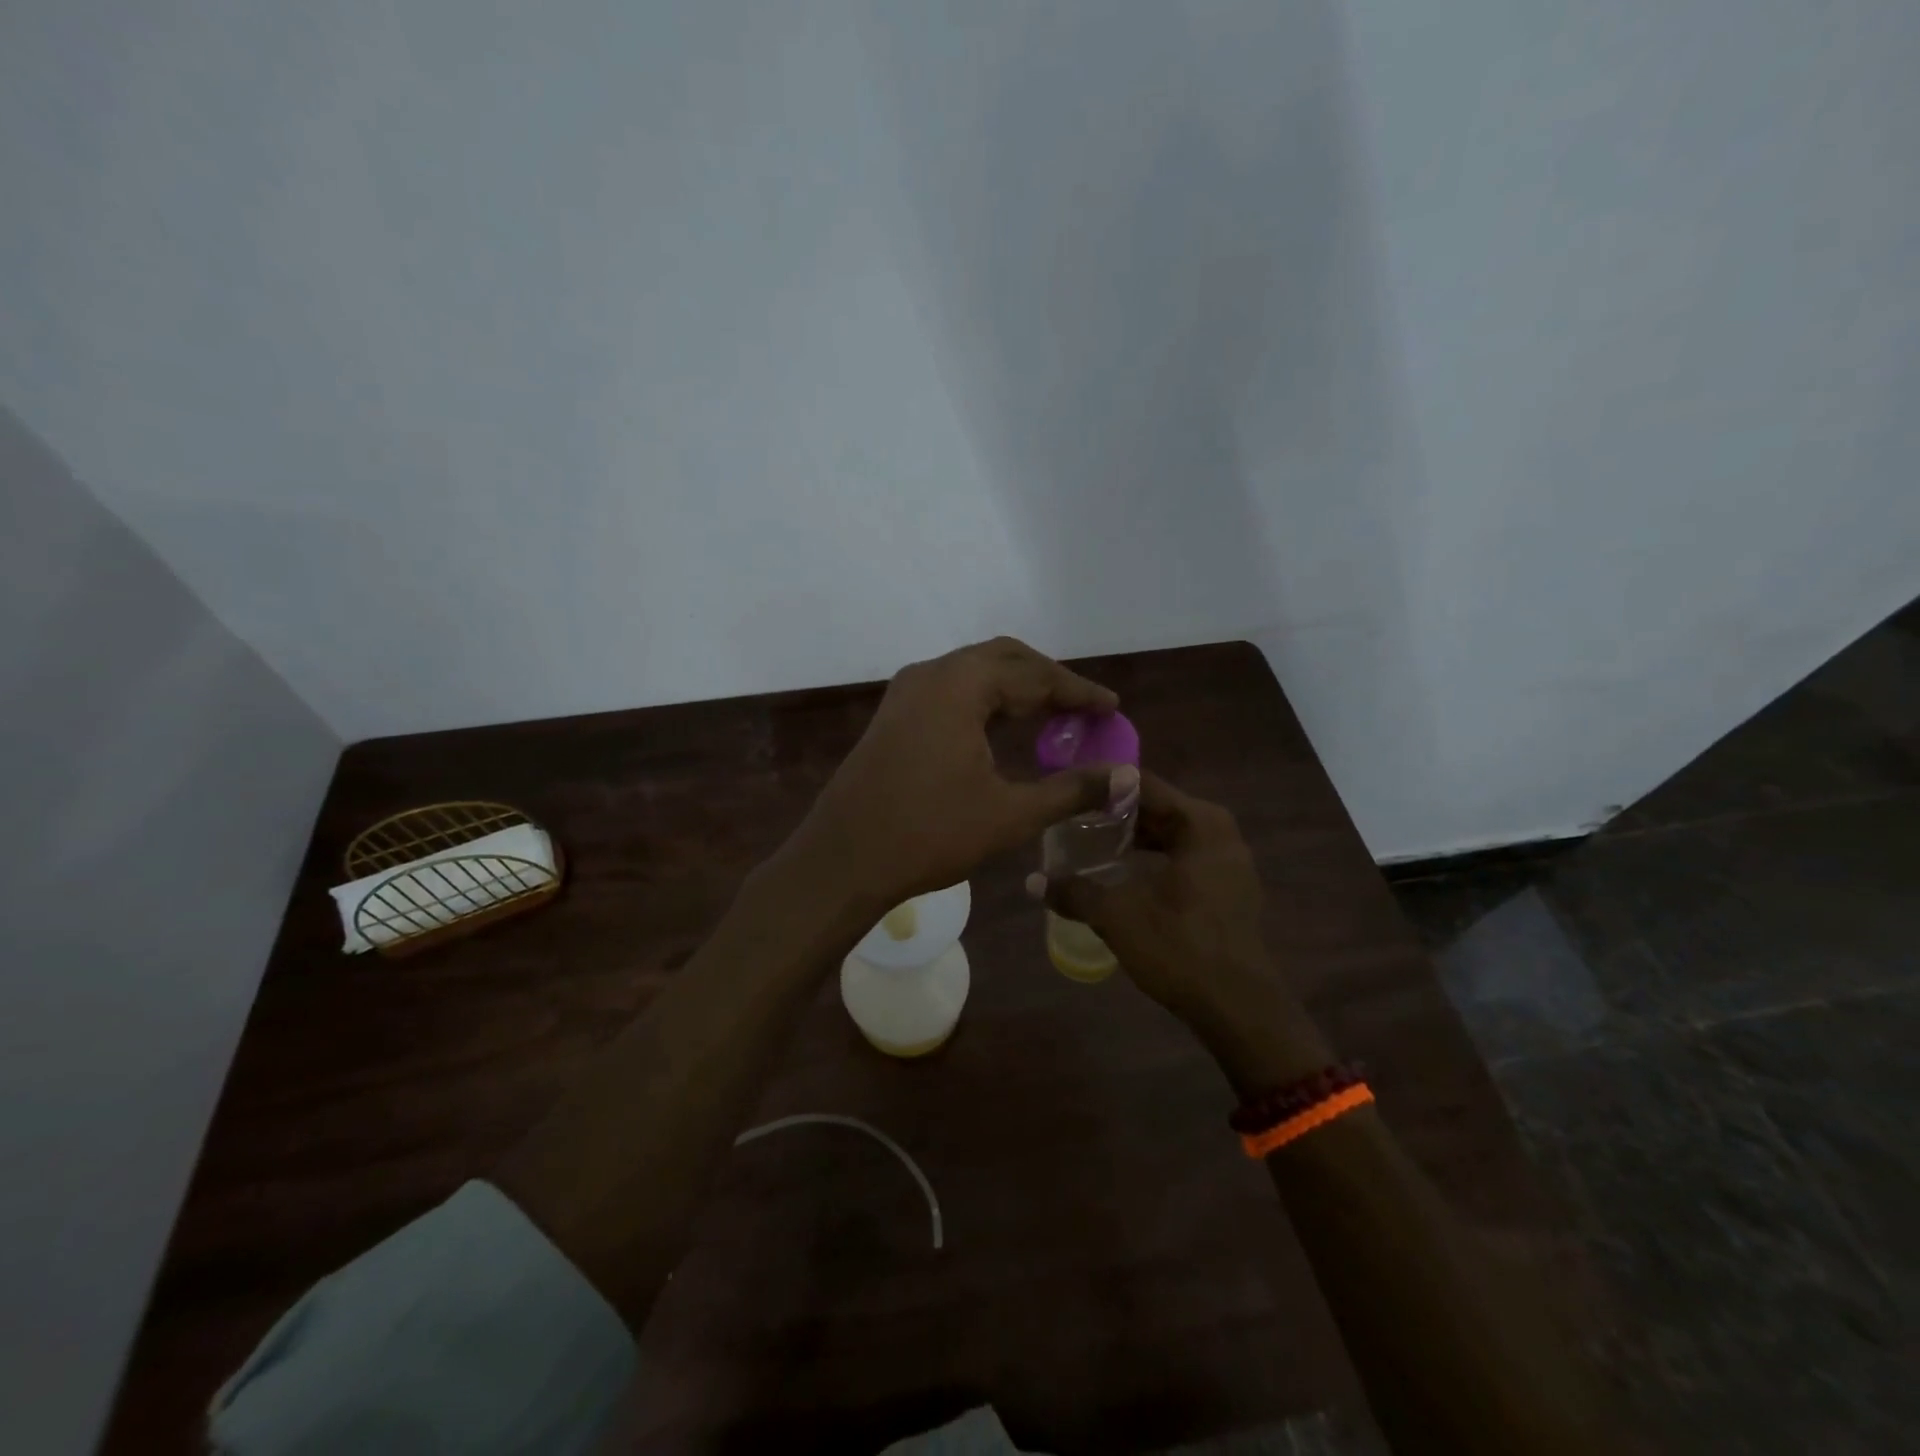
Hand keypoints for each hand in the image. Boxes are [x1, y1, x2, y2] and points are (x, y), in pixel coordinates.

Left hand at [784, 638, 1132, 911]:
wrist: (842, 859)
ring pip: (974, 672)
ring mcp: (906, 693)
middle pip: (1004, 659)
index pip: (1035, 675)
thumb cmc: (929, 833)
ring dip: (1015, 688)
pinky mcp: (894, 715)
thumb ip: (1071, 789)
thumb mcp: (1010, 814)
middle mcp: (931, 674)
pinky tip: (1003, 729)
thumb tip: (1126, 778)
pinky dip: (985, 701)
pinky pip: (951, 691)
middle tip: (1083, 709)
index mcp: (960, 685)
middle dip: (1047, 680)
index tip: (1112, 708)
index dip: (1078, 692)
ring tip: (1052, 717)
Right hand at [1030, 772, 1327, 1091]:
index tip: (1067, 791)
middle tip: (1071, 818)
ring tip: (1088, 843)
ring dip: (1131, 837)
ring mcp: (1228, 860)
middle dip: (1113, 812)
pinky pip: (1182, 855)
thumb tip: (1032, 882)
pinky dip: (1152, 857)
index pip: (1142, 783)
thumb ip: (1074, 892)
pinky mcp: (1227, 887)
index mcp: (1199, 823)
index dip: (1101, 785)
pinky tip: (1120, 873)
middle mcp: (1219, 831)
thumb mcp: (1117, 916)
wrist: (1239, 1009)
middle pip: (1156, 807)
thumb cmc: (1180, 948)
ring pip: (1169, 833)